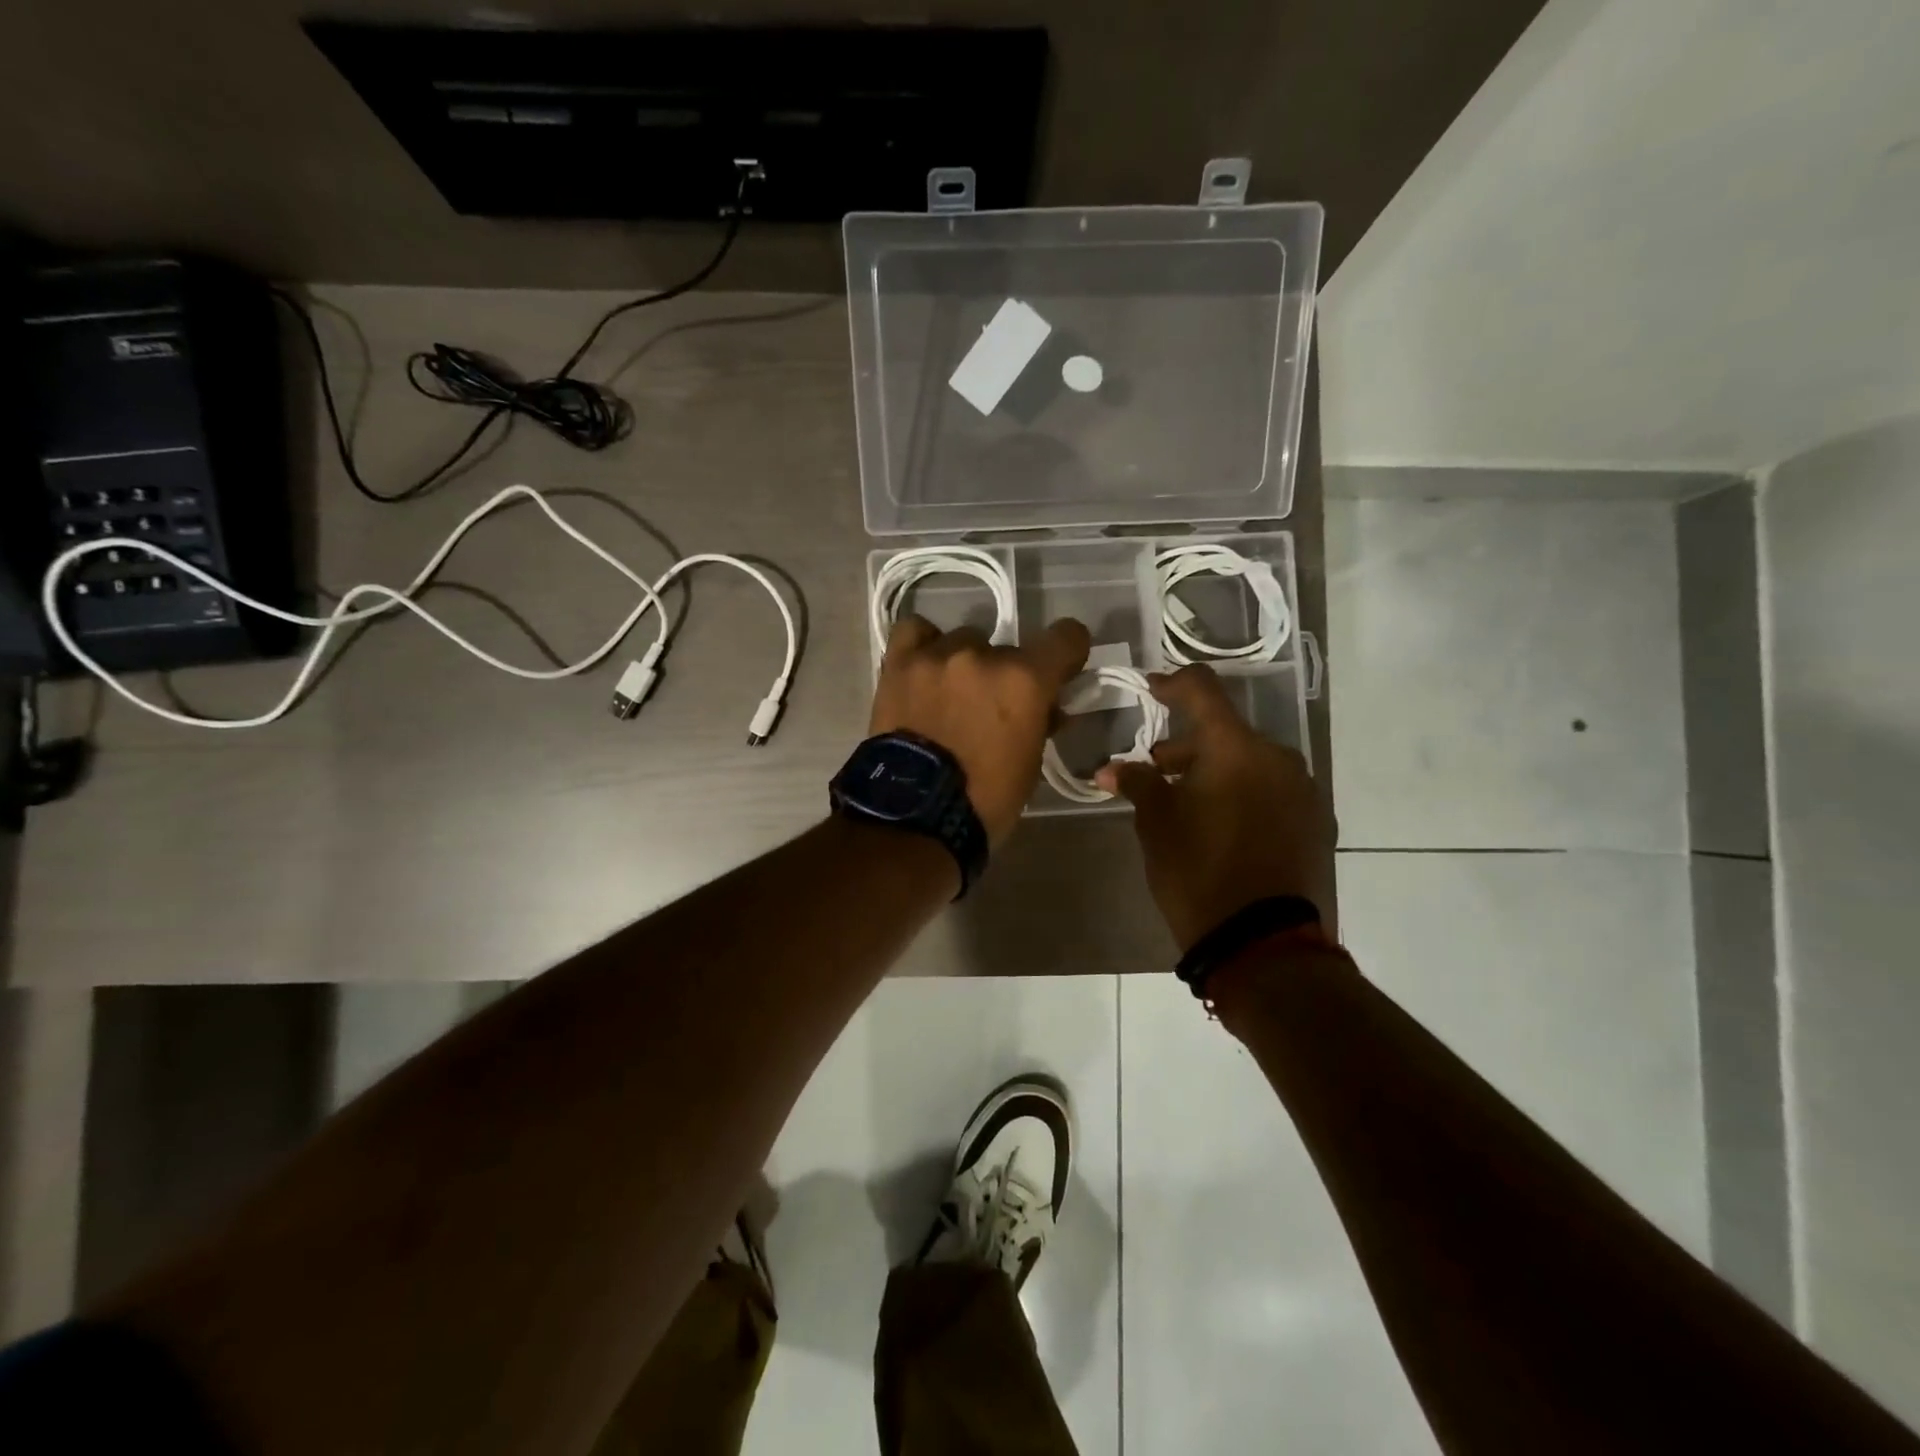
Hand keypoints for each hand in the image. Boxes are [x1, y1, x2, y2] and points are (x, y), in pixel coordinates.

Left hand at [870, 616, 1091, 845]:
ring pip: (962, 641)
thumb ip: (1040, 721)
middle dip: (1005, 677)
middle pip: (1007, 649)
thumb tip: (1045, 707)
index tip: (1061, 670)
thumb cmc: (985, 800)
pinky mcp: (899, 665)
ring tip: (950, 697)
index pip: (1066, 637)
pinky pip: (915, 633)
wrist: (915, 817)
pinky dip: (924, 645)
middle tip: (991, 709)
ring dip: (964, 665)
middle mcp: (983, 656)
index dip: (1068, 652)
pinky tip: (924, 668)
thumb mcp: (1030, 764)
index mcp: (1025, 681)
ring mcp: (937, 656)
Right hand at [1096, 664, 1335, 950]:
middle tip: (1156, 771)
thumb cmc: (1197, 871)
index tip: (1151, 690)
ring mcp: (1303, 790)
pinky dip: (1244, 793)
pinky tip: (1223, 824)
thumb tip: (1111, 769)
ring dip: (1217, 771)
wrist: (1261, 940)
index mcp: (1236, 748)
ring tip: (1188, 803)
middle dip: (1188, 746)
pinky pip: (1272, 790)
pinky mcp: (1315, 821)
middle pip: (1226, 732)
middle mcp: (1278, 757)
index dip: (1173, 684)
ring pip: (1250, 762)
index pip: (1203, 691)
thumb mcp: (1156, 824)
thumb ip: (1138, 783)